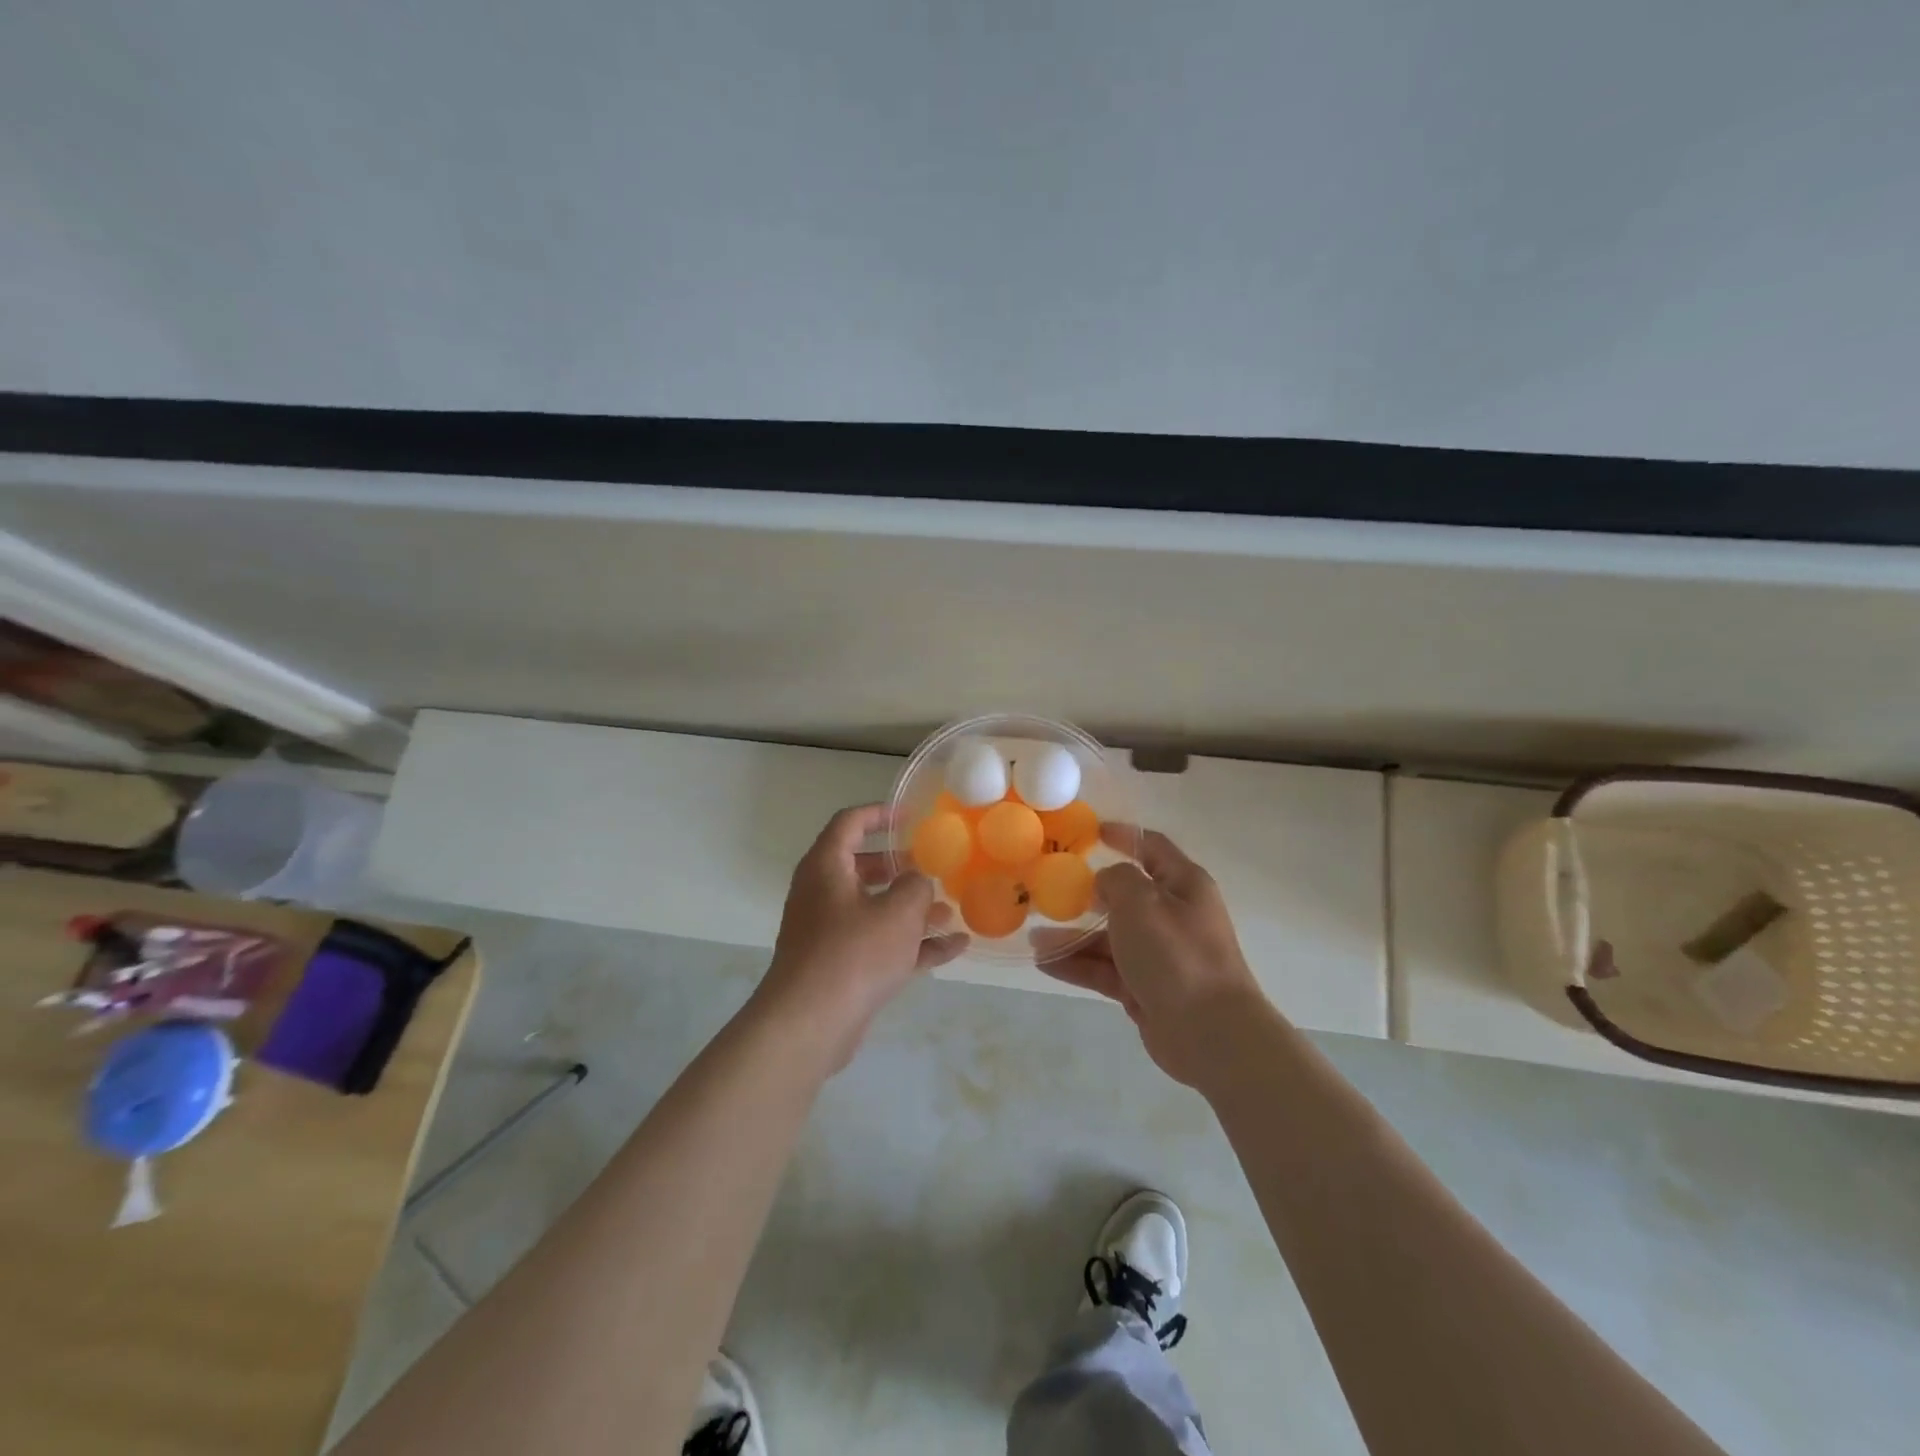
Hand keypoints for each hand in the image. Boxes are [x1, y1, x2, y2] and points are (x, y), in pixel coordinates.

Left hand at [757, 804, 968, 1067]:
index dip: (879, 814)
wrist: (810, 1024)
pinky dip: (912, 944)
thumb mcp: (898, 911)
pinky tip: (953, 948)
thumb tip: (917, 882)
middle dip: (898, 867)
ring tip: (950, 911)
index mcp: (826, 867)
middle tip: (929, 866)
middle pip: (861, 867)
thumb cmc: (854, 953)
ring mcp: (829, 933)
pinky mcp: (840, 967)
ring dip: (911, 909)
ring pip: (874, 910)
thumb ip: (916, 886)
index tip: (910, 816)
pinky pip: (880, 945)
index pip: (849, 823)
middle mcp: (822, 895)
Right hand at [1032, 825, 1265, 1087]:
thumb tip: (1105, 883)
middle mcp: (1173, 916)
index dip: (1124, 836)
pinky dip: (1078, 965)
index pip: (1152, 848)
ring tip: (1034, 938)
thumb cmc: (1176, 953)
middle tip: (1048, 892)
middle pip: (1124, 897)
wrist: (1210, 1032)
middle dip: (1086, 895)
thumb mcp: (1141, 901)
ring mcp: (1160, 955)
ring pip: (1109, 937)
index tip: (1091, 832)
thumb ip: (1117, 880)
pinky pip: (1106, 969)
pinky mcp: (1146, 988)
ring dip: (1073, 937)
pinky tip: (1045, 963)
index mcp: (1183, 885)